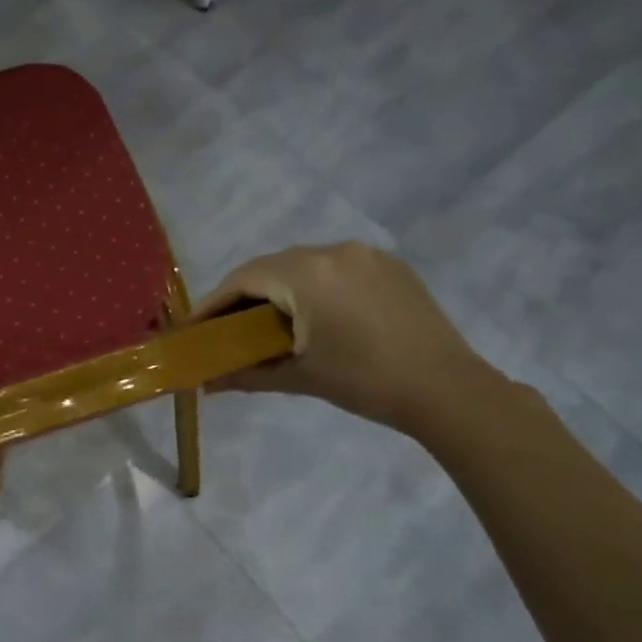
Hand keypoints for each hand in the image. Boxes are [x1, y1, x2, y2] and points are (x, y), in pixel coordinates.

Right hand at [189, 243, 500, 434]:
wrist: (448, 390)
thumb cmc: (364, 382)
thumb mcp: (299, 377)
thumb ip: (246, 374)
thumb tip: (204, 386)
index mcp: (307, 274)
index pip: (243, 279)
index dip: (213, 303)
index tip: (193, 328)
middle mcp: (333, 251)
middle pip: (271, 268)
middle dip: (244, 297)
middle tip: (226, 329)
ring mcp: (366, 255)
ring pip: (304, 266)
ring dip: (279, 291)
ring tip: (267, 325)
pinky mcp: (390, 267)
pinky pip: (335, 269)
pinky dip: (313, 288)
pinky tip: (312, 316)